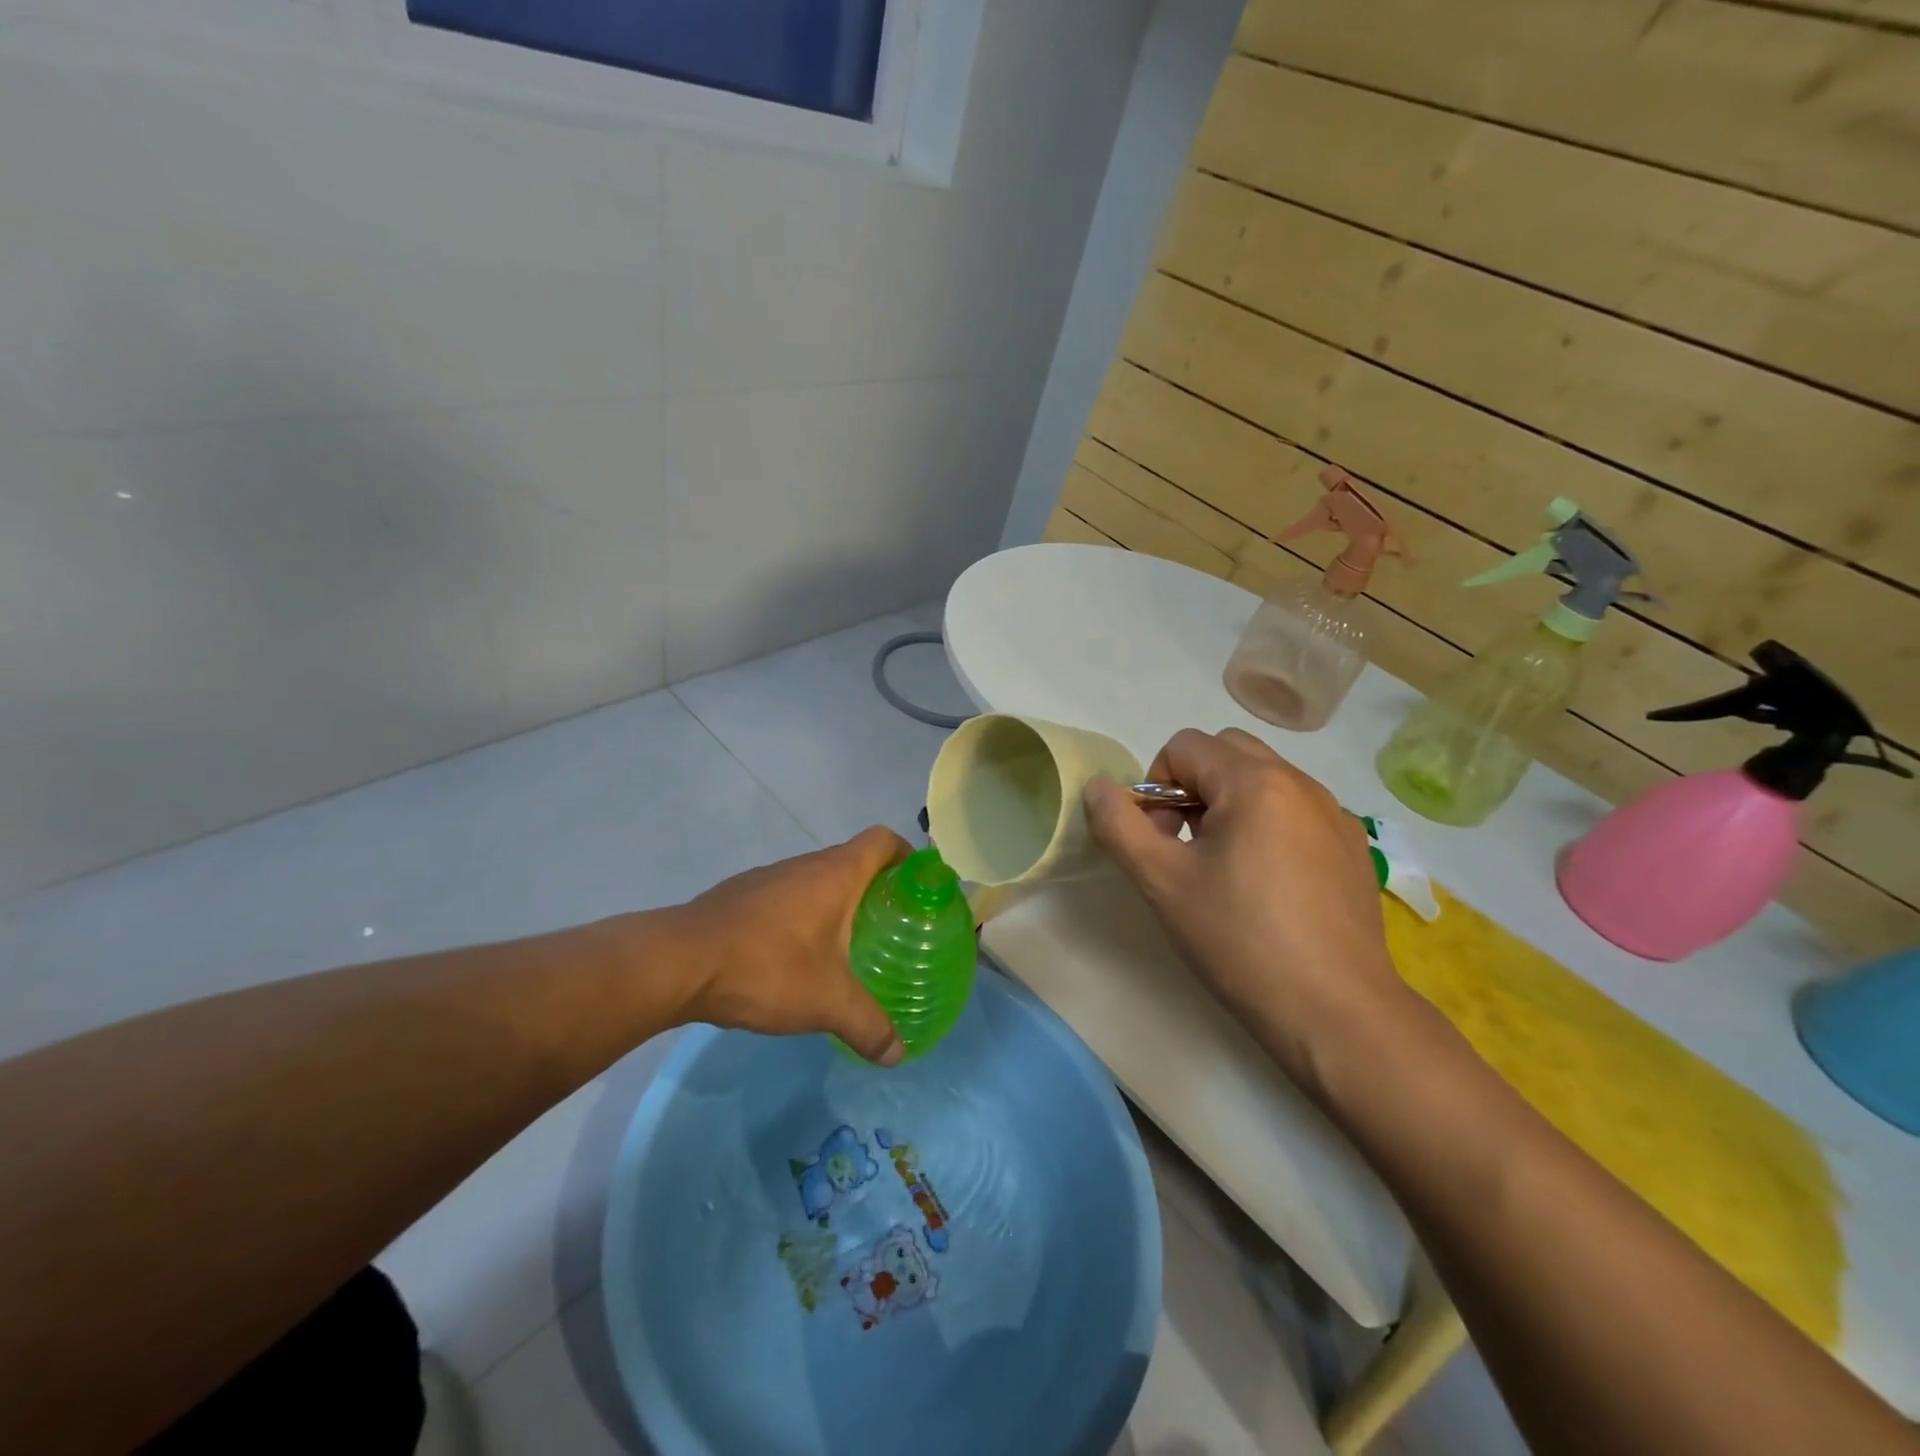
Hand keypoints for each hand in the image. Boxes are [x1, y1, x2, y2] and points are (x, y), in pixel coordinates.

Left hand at [664, 827, 910, 1065]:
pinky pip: (786, 897)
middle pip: (852, 860)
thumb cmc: (768, 967)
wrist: (679, 962)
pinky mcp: (740, 896)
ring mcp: (768, 878)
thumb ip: (869, 1026)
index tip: (918, 886)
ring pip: (815, 880)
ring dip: (835, 903)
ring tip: (845, 946)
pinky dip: (801, 916)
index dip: (906, 855)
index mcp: (836, 874)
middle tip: (890, 926)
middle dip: (875, 888)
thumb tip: (898, 1054)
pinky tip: (794, 958)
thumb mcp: (828, 1003)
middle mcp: (804, 865)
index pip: (883, 840)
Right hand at [1083, 728, 1406, 1090]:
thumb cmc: (1240, 940)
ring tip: (1224, 868)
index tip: (1159, 841)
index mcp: (1255, 782)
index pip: (1184, 746)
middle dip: (1192, 787)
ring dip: (1229, 804)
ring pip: (1263, 780)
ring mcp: (1335, 814)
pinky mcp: (1354, 847)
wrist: (1336, 1012)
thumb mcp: (1162, 881)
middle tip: (1185, 846)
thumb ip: (1119, 825)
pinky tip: (1269, 886)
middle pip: (1226, 752)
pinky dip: (1268, 825)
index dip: (1156, 786)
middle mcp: (1300, 783)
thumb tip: (1100, 787)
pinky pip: (1296, 811)